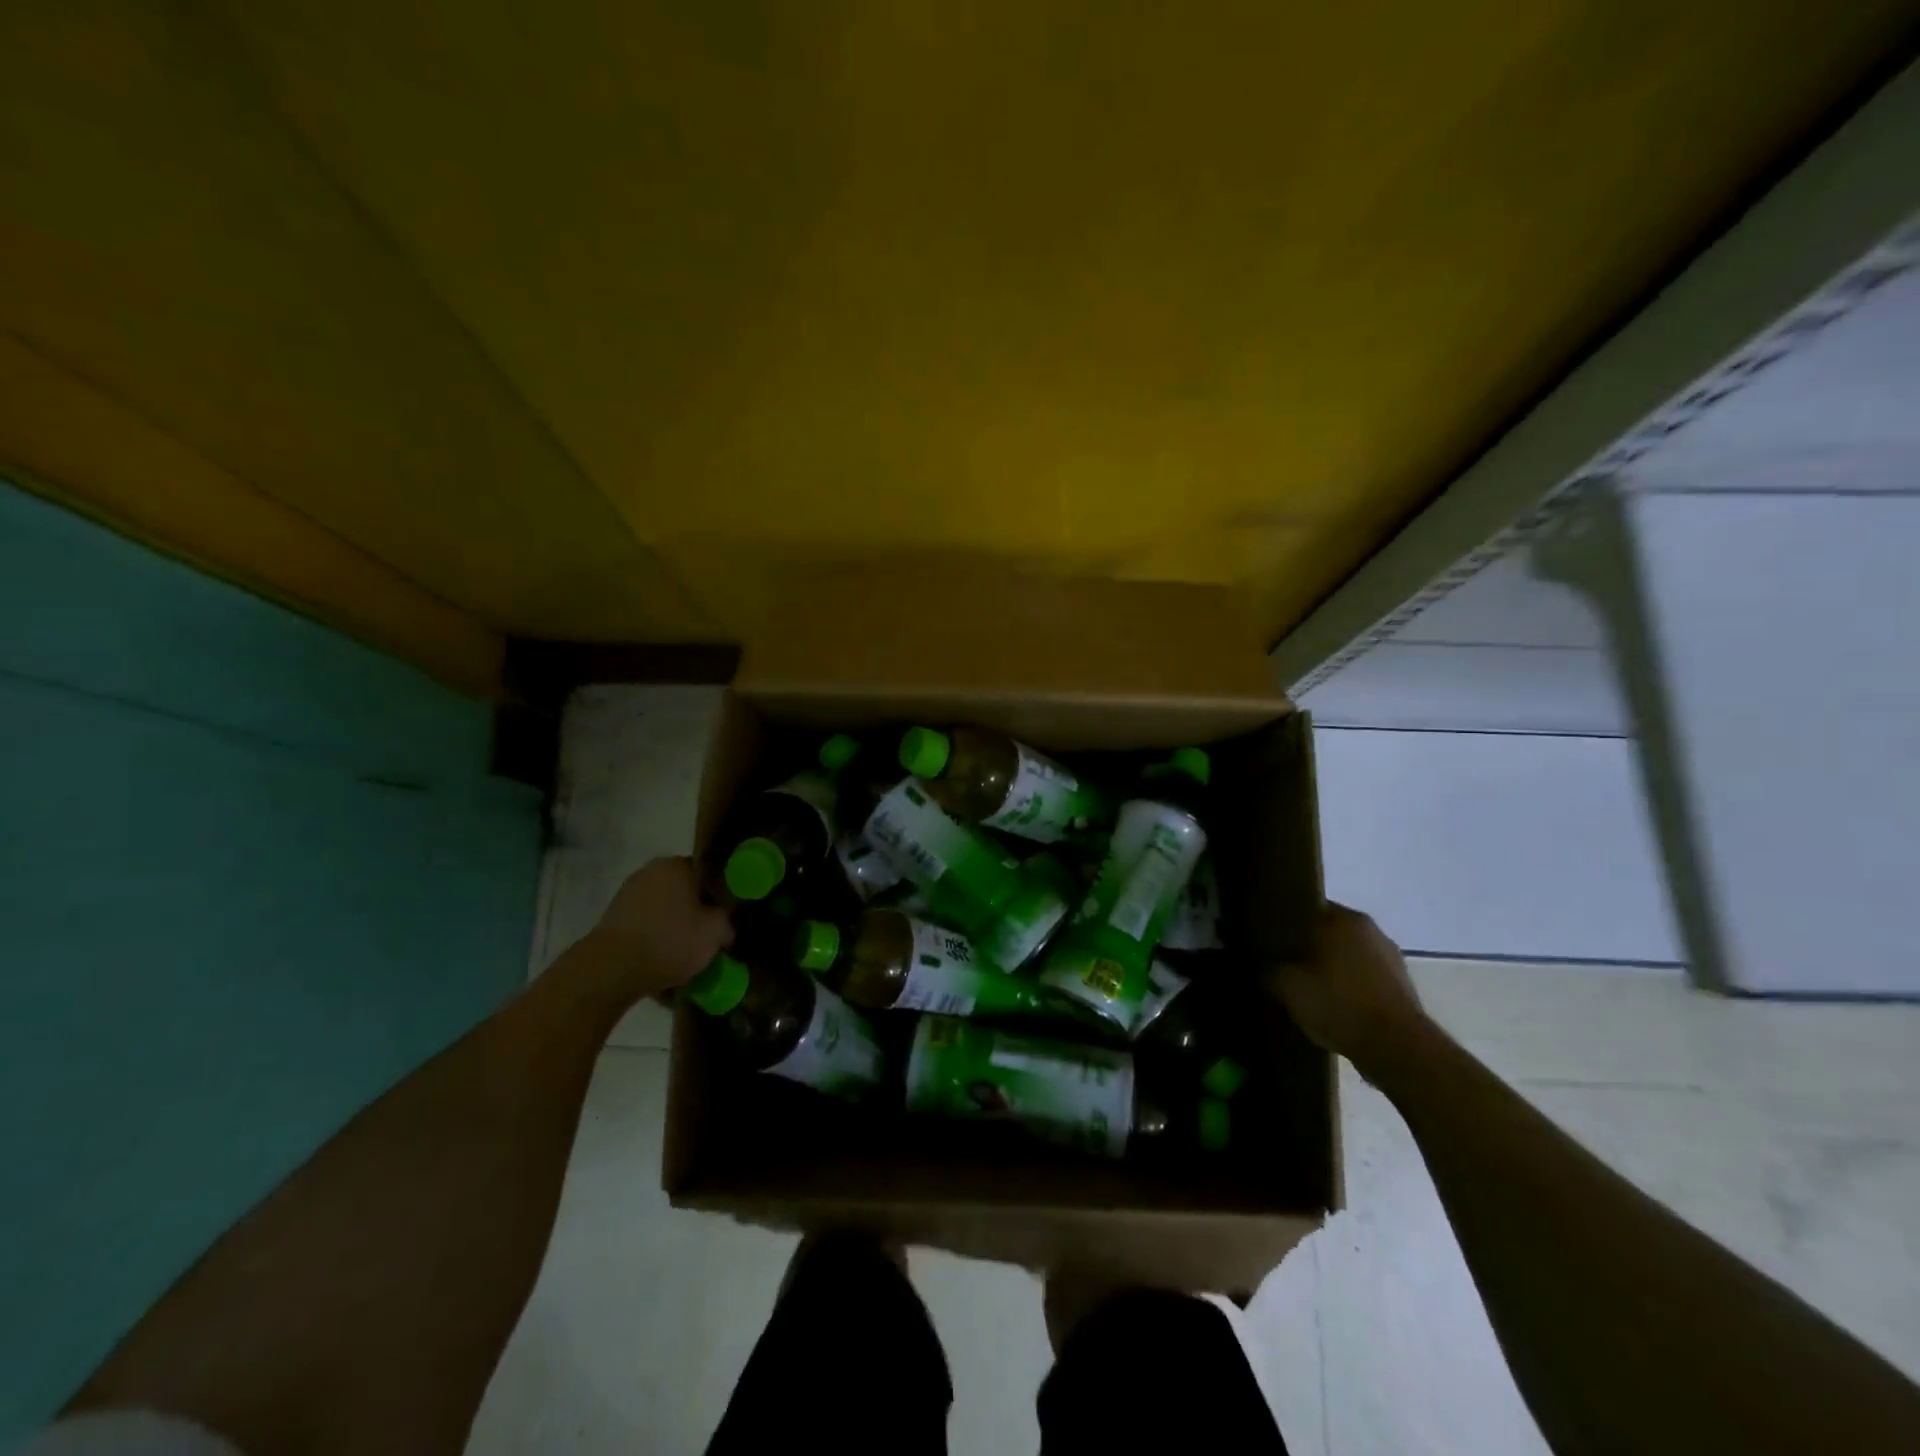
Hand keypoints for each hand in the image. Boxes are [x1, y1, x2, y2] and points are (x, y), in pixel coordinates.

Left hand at [583, 857, 732, 998]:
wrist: (611, 970)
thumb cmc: (669, 941)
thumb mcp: (715, 933)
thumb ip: (727, 922)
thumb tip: (725, 926)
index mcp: (677, 865)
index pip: (708, 875)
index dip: (719, 898)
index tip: (724, 920)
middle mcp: (651, 872)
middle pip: (684, 893)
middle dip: (695, 914)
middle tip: (706, 939)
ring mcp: (628, 895)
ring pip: (663, 911)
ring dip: (673, 929)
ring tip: (684, 957)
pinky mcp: (612, 920)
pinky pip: (645, 928)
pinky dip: (654, 941)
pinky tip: (661, 964)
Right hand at [1266, 903, 1425, 1078]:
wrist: (1398, 1050)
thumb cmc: (1339, 1004)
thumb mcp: (1287, 987)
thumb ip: (1270, 971)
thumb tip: (1264, 969)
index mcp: (1343, 918)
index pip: (1306, 908)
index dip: (1286, 924)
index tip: (1270, 941)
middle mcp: (1370, 930)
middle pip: (1330, 933)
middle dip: (1309, 948)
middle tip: (1285, 966)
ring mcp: (1392, 958)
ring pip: (1350, 957)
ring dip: (1333, 970)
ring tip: (1309, 991)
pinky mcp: (1403, 988)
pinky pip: (1366, 980)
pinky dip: (1351, 990)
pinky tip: (1335, 1009)